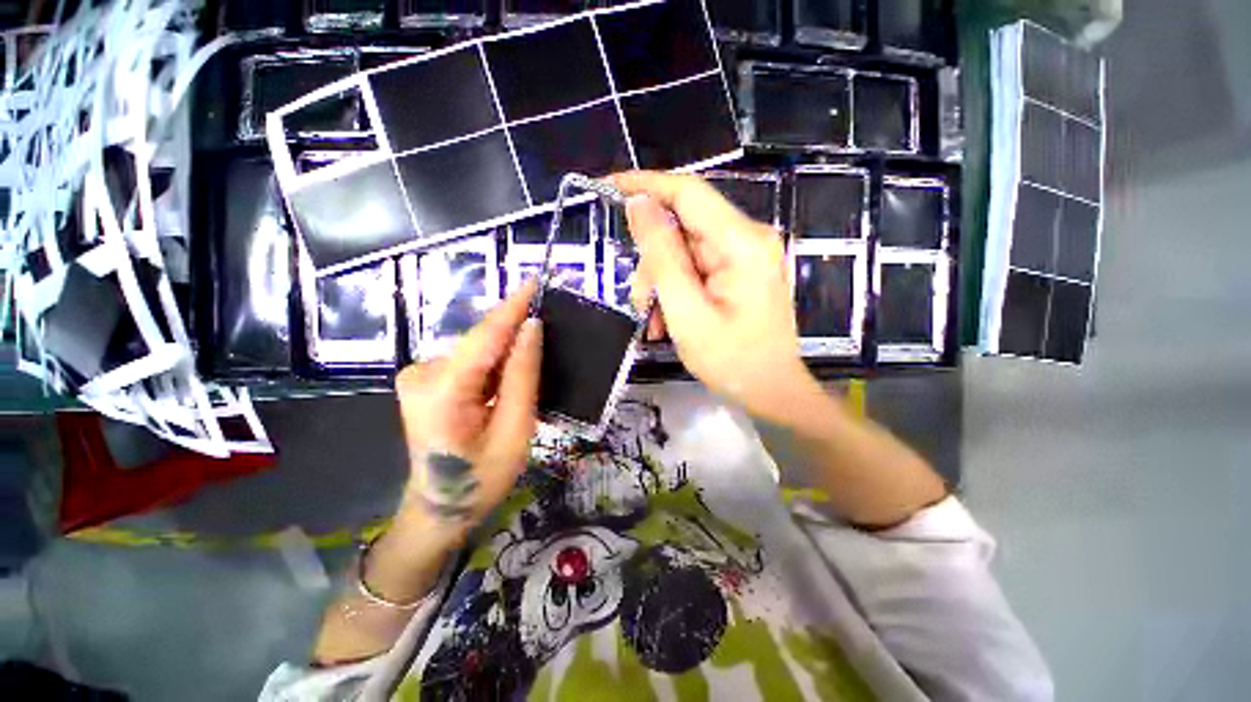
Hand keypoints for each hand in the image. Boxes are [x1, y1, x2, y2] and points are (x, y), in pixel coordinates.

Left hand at [394, 281, 541, 530]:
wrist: (439, 508)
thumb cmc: (482, 478)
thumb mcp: (515, 430)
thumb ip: (523, 376)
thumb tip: (532, 329)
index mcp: (441, 390)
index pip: (485, 336)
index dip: (513, 307)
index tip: (536, 282)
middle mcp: (422, 372)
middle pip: (481, 342)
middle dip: (515, 334)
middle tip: (549, 329)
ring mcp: (419, 375)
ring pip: (478, 350)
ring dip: (506, 352)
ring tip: (532, 363)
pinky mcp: (425, 379)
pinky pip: (470, 361)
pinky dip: (494, 363)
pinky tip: (509, 377)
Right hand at [610, 171, 816, 421]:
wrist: (771, 391)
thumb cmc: (731, 361)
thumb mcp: (686, 311)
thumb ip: (661, 256)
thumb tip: (638, 205)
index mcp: (741, 243)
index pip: (687, 192)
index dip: (645, 184)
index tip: (607, 186)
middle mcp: (747, 239)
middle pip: (682, 228)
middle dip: (653, 263)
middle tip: (640, 303)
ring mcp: (745, 255)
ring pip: (684, 251)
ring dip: (661, 282)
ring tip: (655, 322)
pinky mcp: (739, 271)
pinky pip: (696, 268)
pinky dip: (676, 290)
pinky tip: (669, 319)